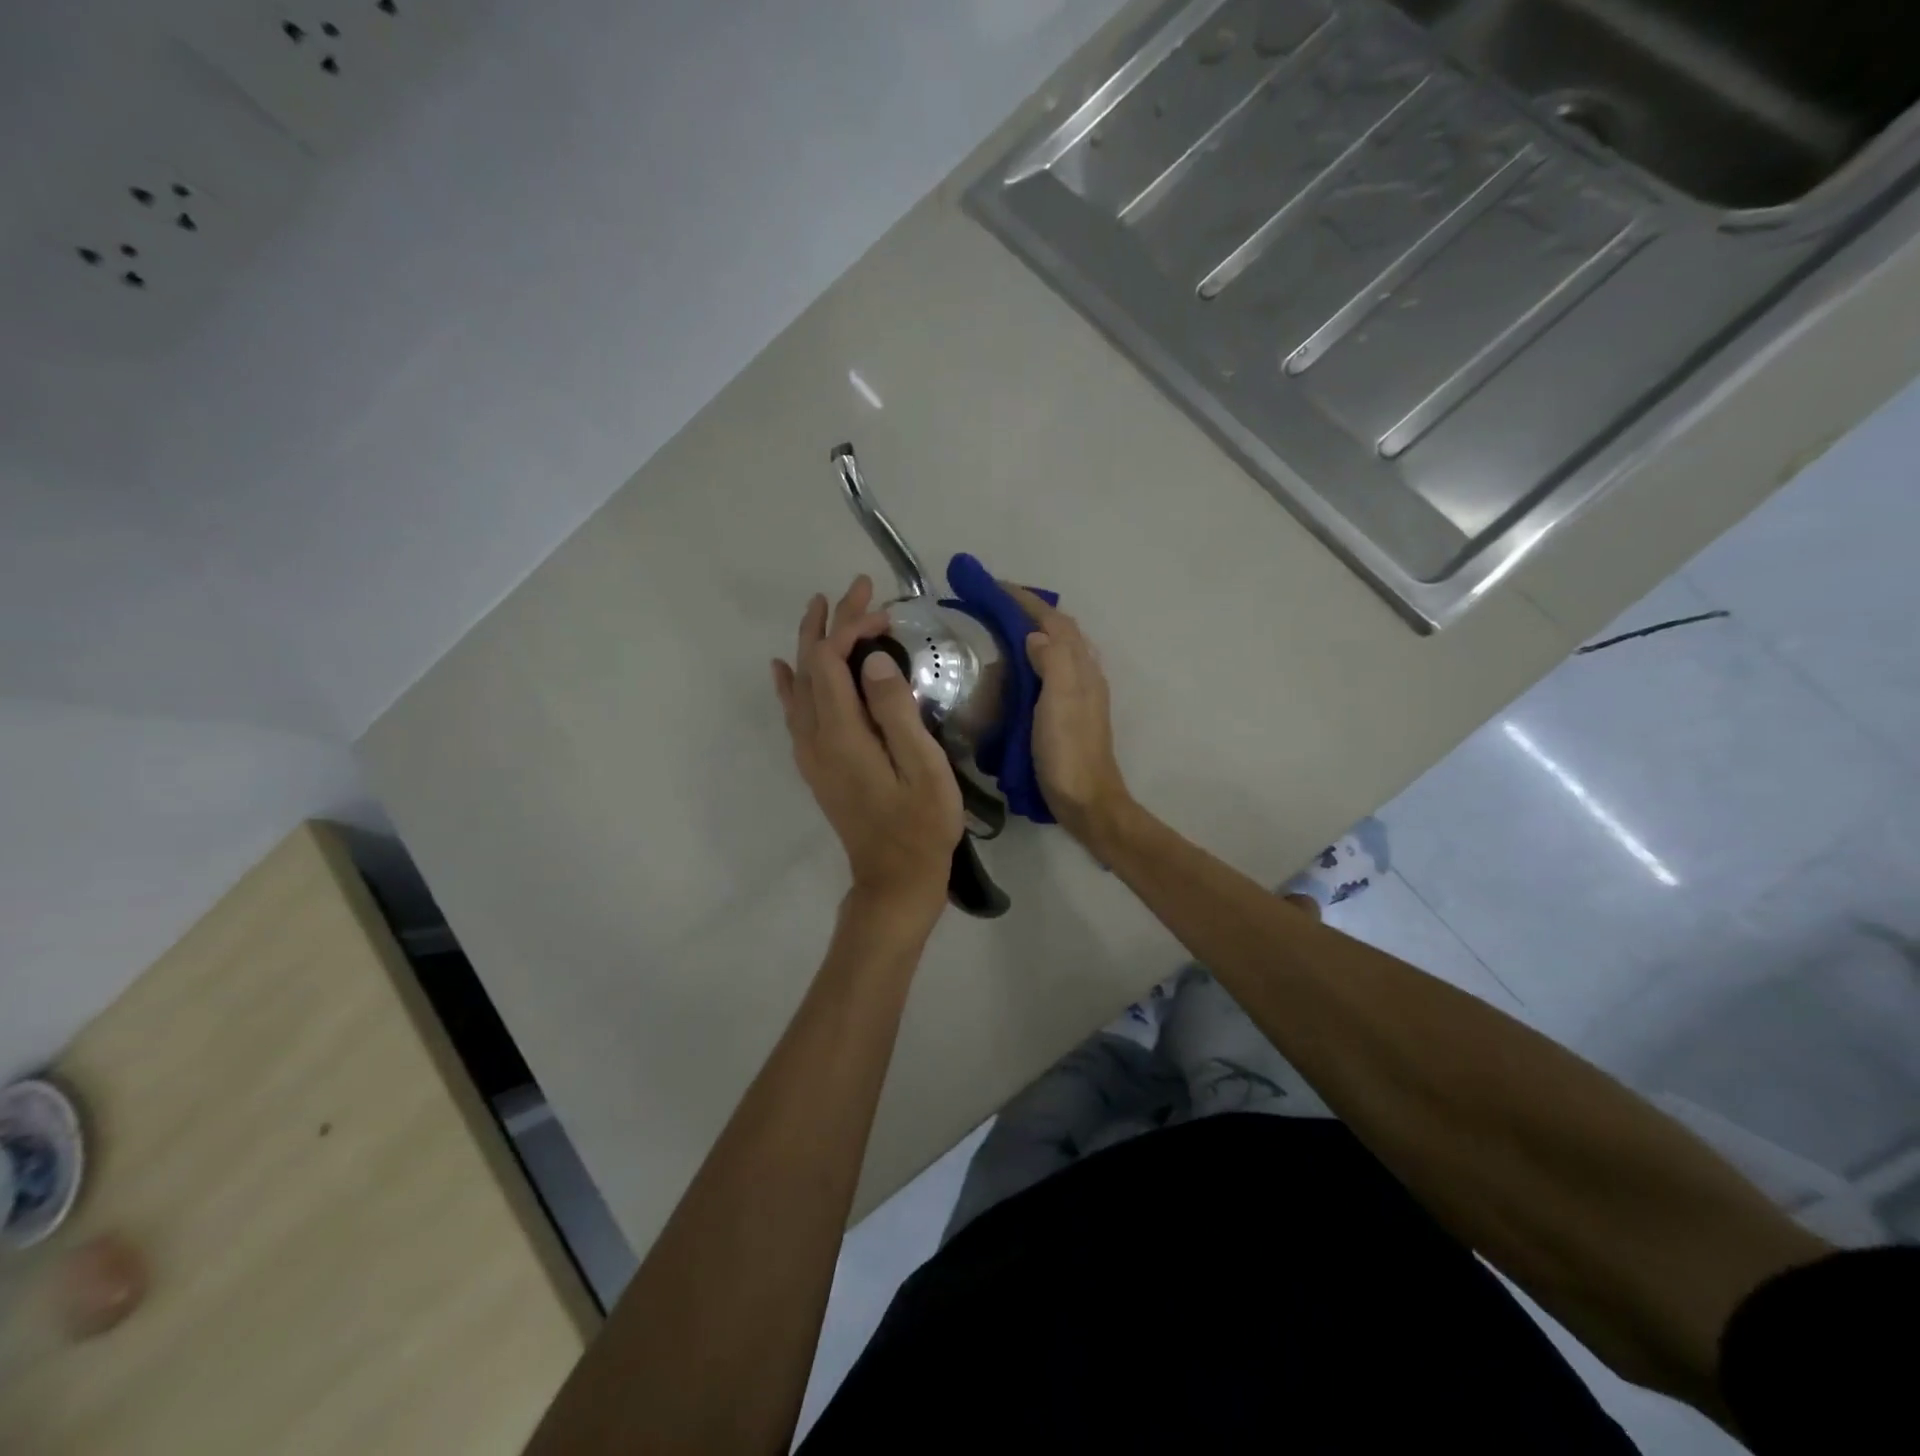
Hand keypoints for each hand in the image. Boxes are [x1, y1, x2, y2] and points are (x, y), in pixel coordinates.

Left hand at [773, 578, 962, 915]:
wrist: (895, 879)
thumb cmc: (921, 825)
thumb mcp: (923, 768)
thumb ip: (896, 711)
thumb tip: (874, 661)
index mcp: (842, 734)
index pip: (833, 663)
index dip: (853, 629)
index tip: (886, 612)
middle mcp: (815, 738)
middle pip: (812, 667)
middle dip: (831, 623)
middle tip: (856, 589)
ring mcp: (811, 753)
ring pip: (800, 685)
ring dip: (811, 644)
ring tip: (821, 610)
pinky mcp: (817, 765)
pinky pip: (795, 712)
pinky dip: (791, 683)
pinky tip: (786, 668)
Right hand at [1002, 583, 1133, 847]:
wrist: (1087, 801)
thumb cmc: (1069, 753)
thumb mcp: (1059, 704)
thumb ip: (1052, 662)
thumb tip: (1034, 635)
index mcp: (1080, 668)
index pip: (1054, 621)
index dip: (1025, 601)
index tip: (993, 587)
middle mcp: (1084, 673)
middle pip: (1059, 629)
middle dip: (1029, 610)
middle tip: (992, 604)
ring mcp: (1080, 694)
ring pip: (1058, 648)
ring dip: (1033, 631)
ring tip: (1000, 628)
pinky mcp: (1070, 712)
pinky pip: (1052, 670)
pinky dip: (1034, 656)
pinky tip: (1016, 669)